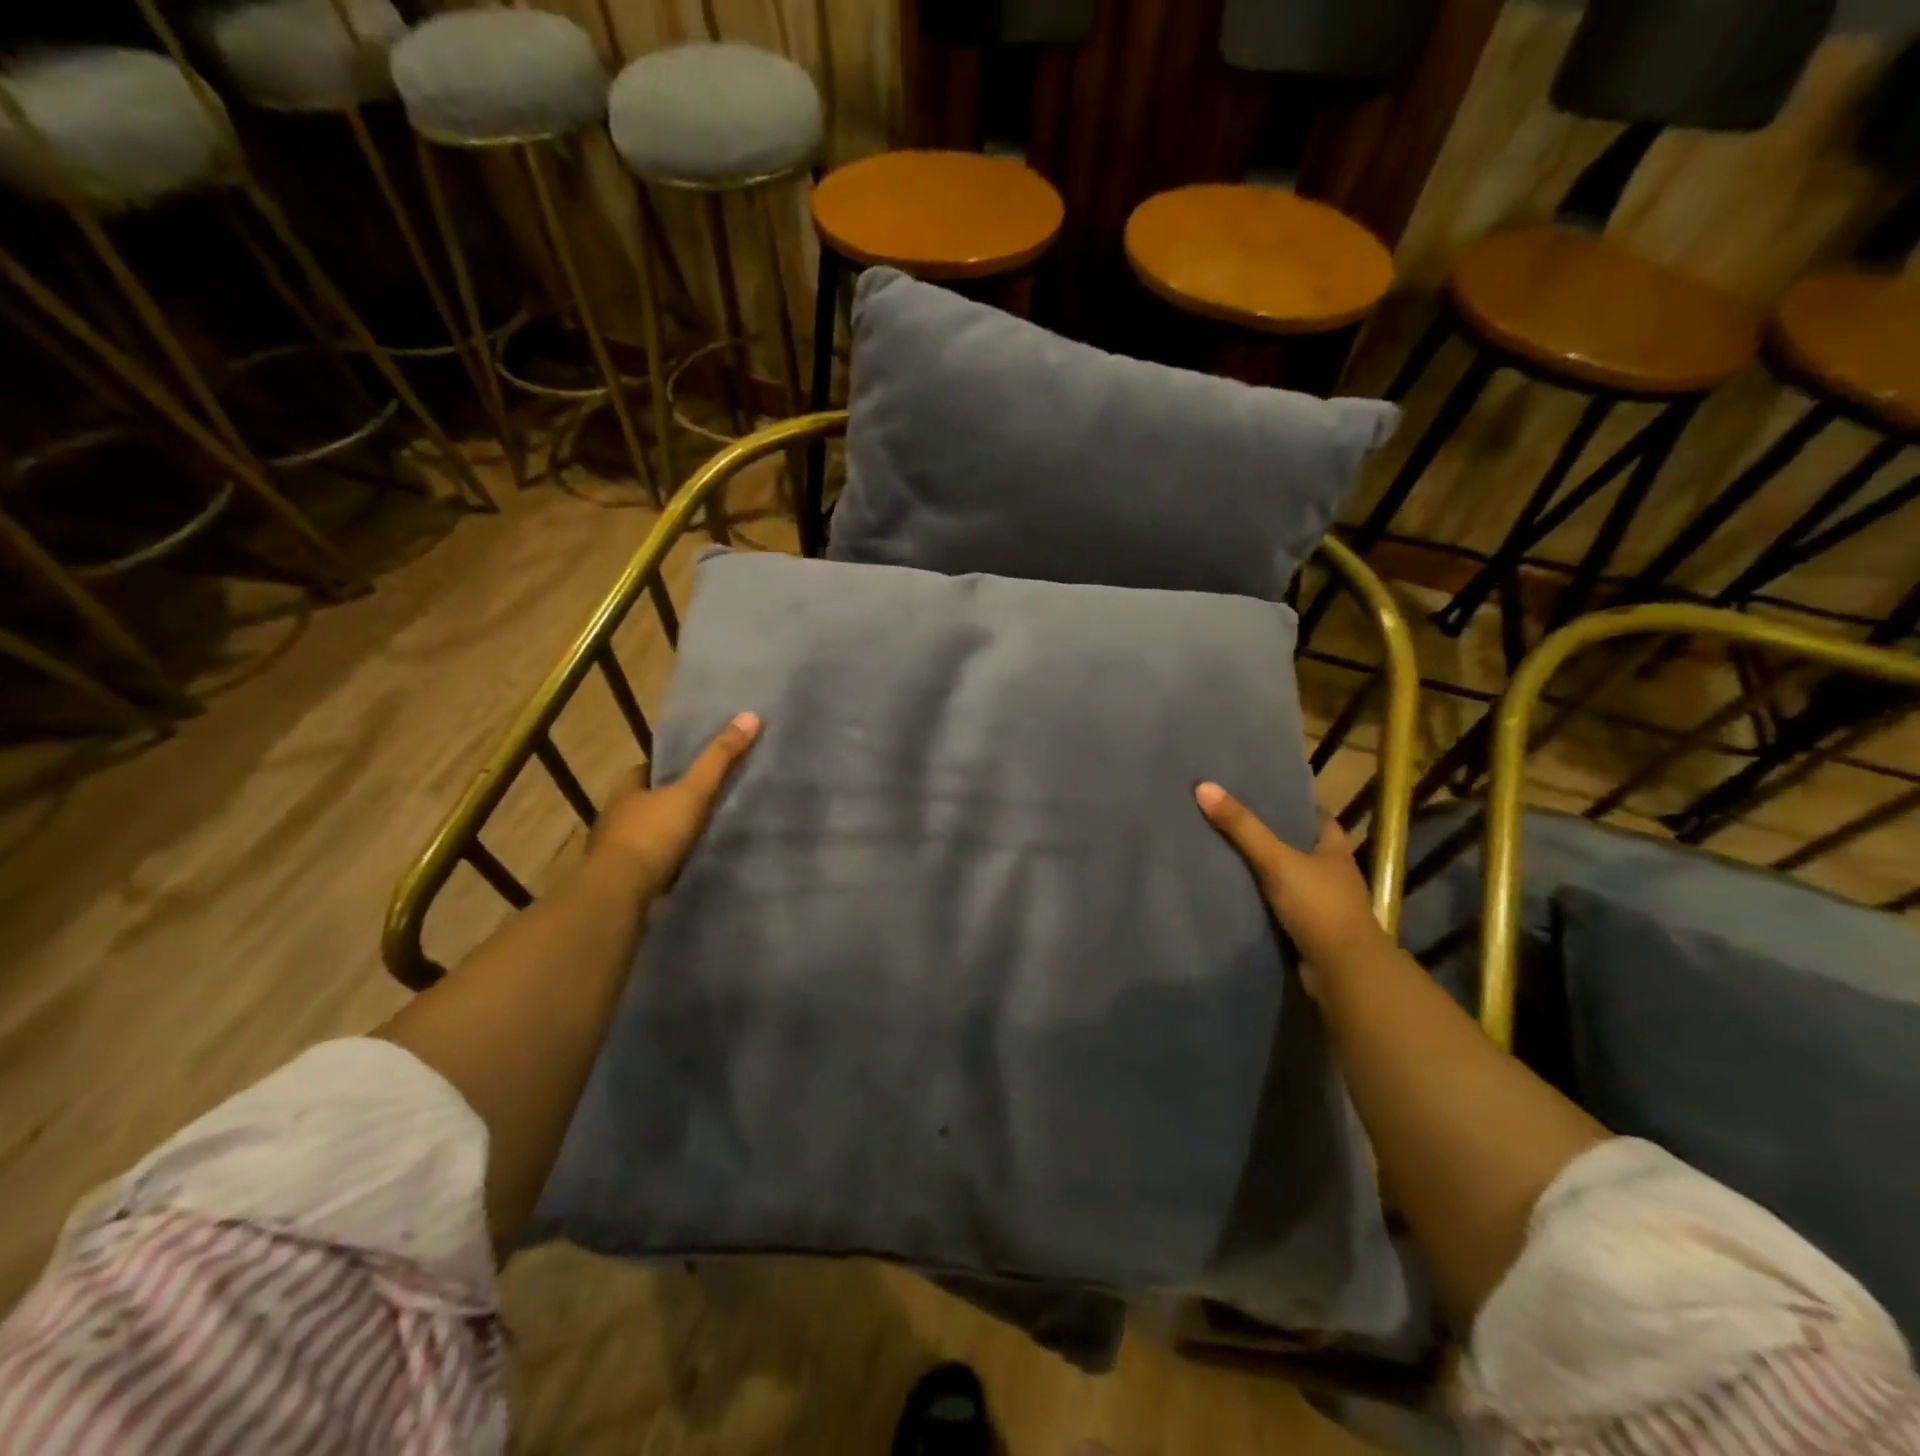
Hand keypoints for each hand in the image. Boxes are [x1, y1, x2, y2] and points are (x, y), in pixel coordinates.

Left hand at [588, 712, 759, 899]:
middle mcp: (615, 818)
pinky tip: (685, 865)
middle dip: (665, 802)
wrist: (621, 894)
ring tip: (698, 834)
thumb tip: (750, 716)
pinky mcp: (623, 882)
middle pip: (643, 802)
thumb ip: (719, 759)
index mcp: (626, 792)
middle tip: (699, 800)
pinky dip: (663, 863)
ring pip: (643, 835)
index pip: (642, 771)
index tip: (688, 768)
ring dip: (664, 835)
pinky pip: (647, 865)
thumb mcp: (693, 792)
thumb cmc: (652, 835)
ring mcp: (615, 853)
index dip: (663, 767)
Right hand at [1194, 782, 1392, 994]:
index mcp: (1334, 849)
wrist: (1343, 972)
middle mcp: (1331, 872)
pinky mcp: (1307, 929)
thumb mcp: (1277, 860)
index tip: (1261, 791)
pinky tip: (1234, 889)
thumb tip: (1203, 786)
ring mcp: (1321, 903)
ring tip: (1223, 849)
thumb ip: (1242, 827)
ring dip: (1263, 867)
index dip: (1292, 802)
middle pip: (1298, 844)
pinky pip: (1278, 904)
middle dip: (1271, 833)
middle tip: (1231, 816)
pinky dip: (1260, 897)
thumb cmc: (1318, 906)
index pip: (1315, 815)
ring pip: (1287, 875)